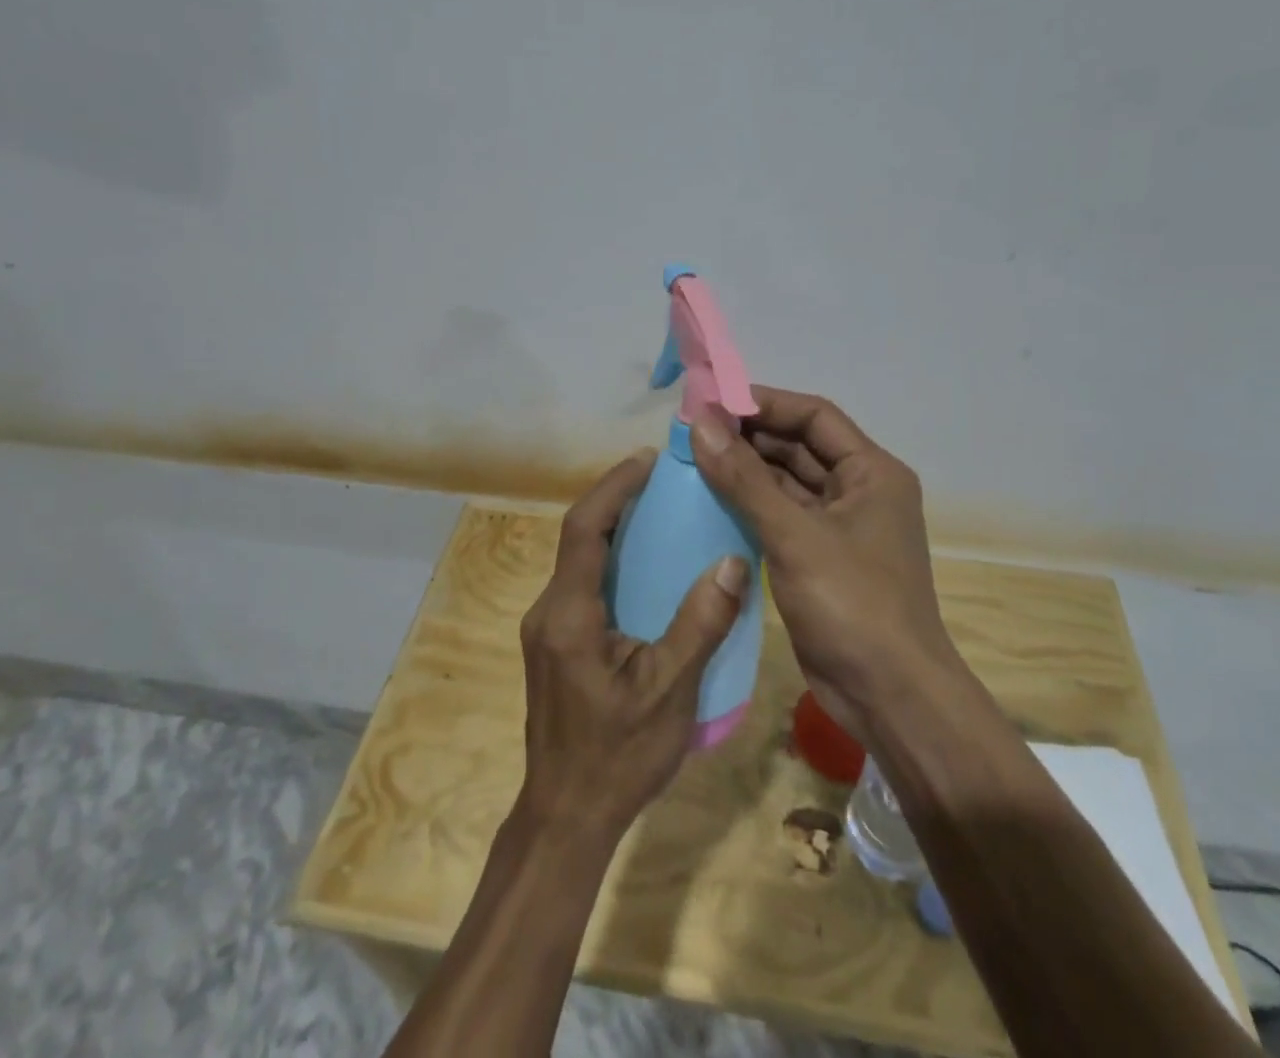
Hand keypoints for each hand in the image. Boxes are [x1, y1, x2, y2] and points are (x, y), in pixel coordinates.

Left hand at [517, 448, 747, 842]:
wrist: (565, 818)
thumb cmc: (617, 757)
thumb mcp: (669, 692)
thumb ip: (700, 624)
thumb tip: (732, 561)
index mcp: (569, 614)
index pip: (583, 529)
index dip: (613, 487)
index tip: (647, 460)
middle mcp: (549, 611)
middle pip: (578, 538)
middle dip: (616, 501)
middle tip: (664, 481)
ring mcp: (547, 629)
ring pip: (579, 562)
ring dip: (614, 531)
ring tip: (661, 514)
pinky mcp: (556, 645)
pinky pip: (583, 586)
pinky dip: (612, 563)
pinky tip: (648, 571)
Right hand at [690, 387, 959, 748]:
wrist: (889, 697)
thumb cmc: (853, 604)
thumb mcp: (795, 535)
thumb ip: (744, 478)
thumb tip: (699, 423)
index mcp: (872, 472)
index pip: (814, 416)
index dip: (764, 403)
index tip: (712, 401)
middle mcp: (859, 491)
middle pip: (799, 447)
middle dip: (748, 437)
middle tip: (693, 431)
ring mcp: (839, 527)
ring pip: (786, 483)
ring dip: (745, 471)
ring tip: (693, 458)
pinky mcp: (819, 559)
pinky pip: (780, 517)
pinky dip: (749, 506)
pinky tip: (709, 500)